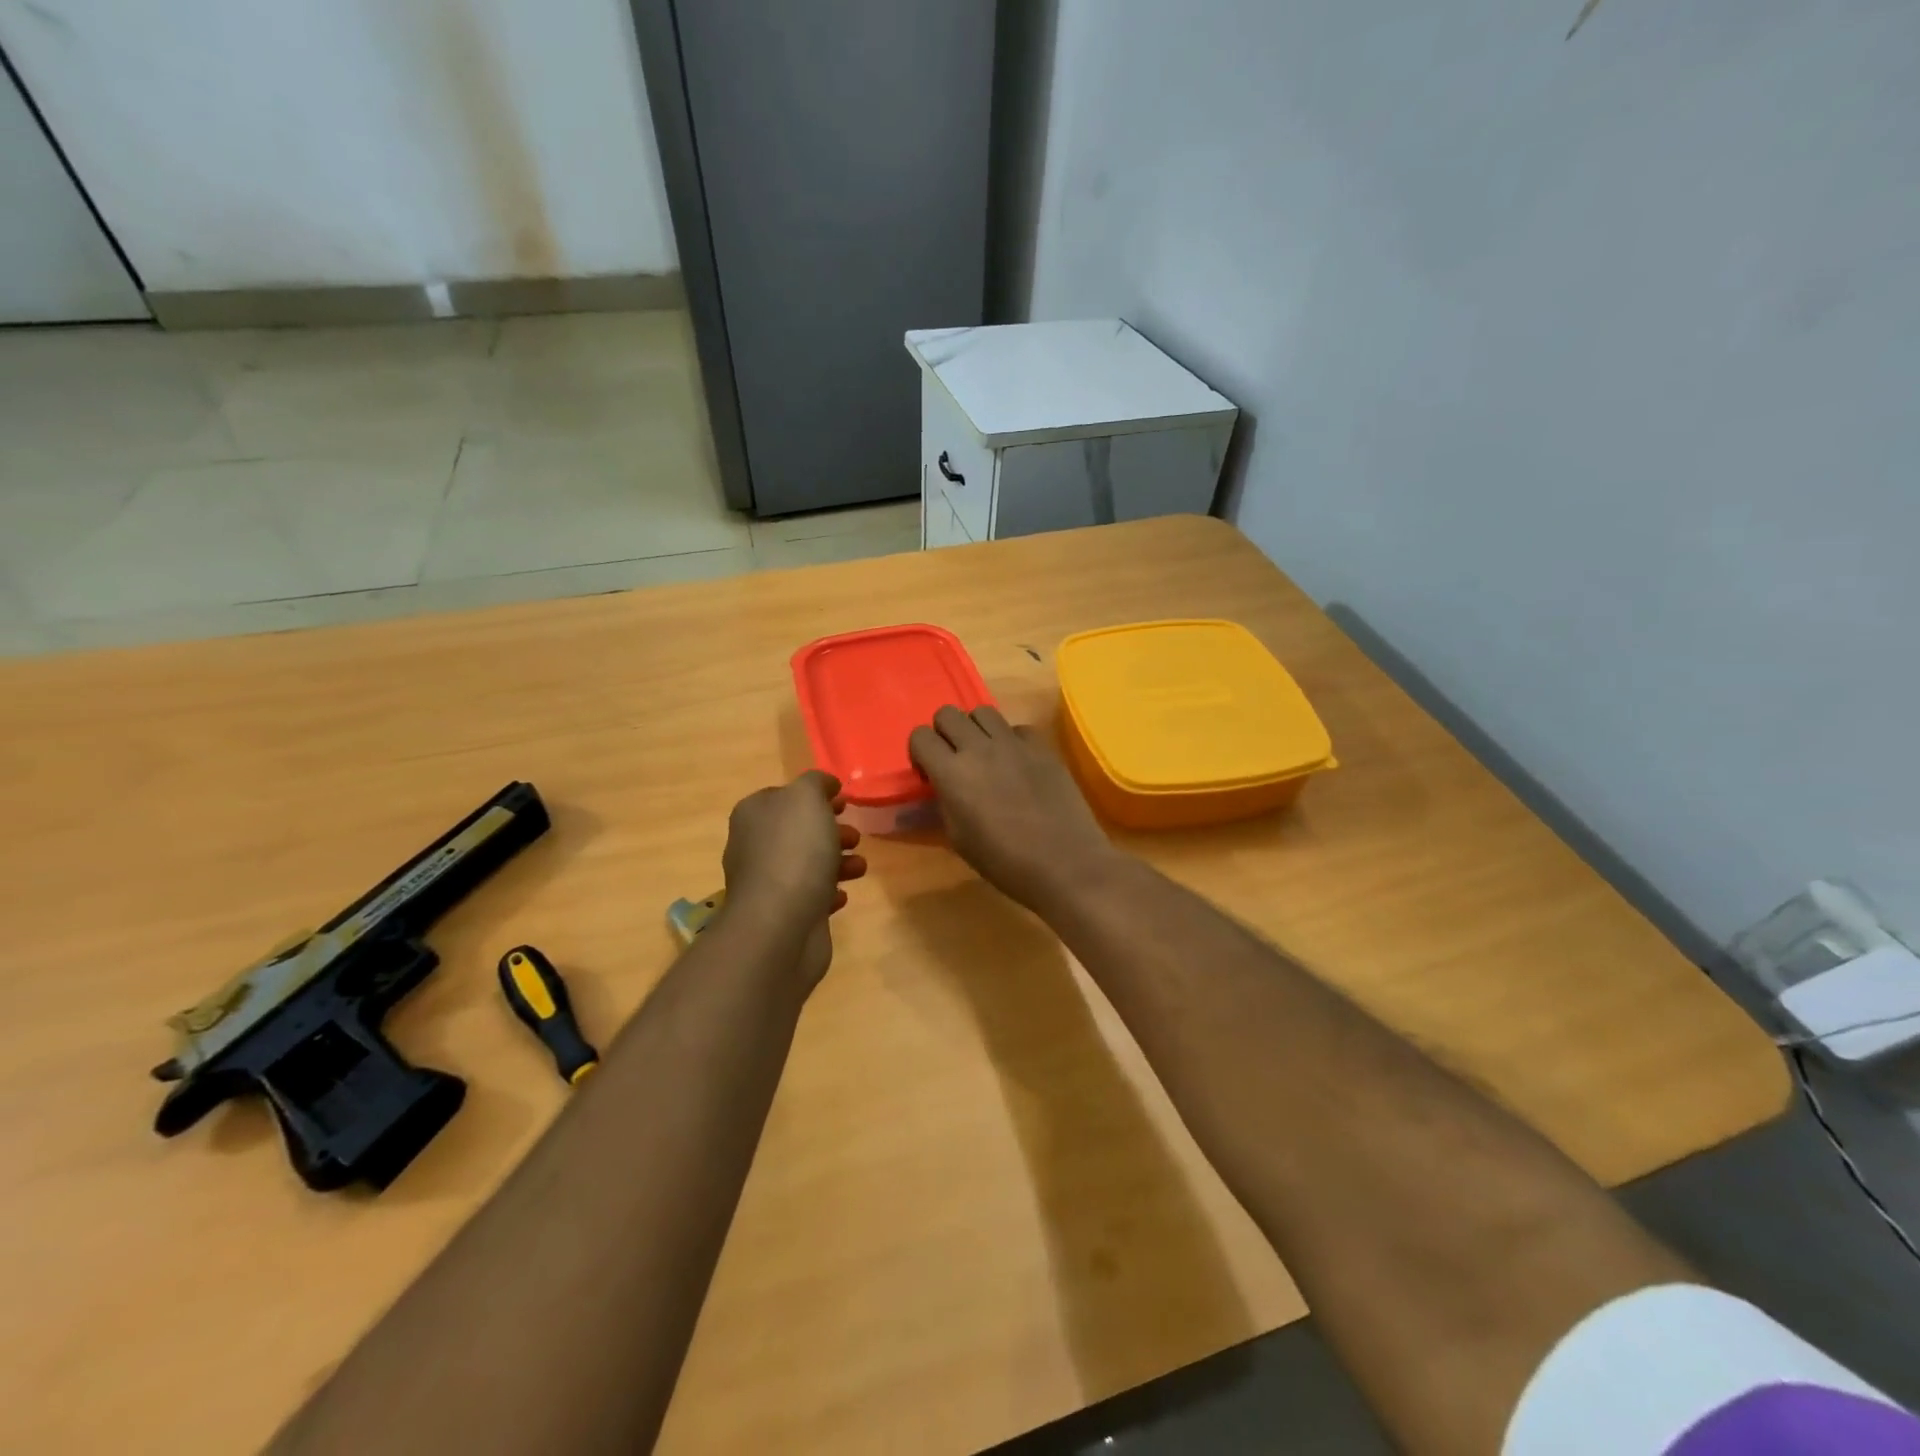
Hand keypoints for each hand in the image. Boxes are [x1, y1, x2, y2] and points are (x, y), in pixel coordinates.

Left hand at [721, 771, 866, 985]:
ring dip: (837, 862)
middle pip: (798, 831)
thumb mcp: (806, 798)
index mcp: (754, 814)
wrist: (780, 924)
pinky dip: (828, 893)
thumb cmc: (794, 851)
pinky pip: (809, 897)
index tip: (844, 802)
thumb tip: (824, 785)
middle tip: (855, 837)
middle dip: (830, 831)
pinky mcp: (782, 915)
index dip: (815, 796)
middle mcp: (754, 846)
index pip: (783, 796)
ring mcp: (766, 883)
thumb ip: (816, 783)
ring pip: (807, 864)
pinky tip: (842, 895)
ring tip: (859, 867)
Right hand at [908, 706, 1120, 912]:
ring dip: (976, 730)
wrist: (1065, 863)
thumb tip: (940, 787)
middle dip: (944, 733)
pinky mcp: (1042, 746)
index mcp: (952, 773)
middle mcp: (979, 748)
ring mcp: (1014, 743)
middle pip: (948, 714)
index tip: (929, 773)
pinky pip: (1017, 728)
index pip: (920, 736)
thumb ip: (943, 803)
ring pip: (983, 712)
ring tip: (985, 756)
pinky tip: (1017, 764)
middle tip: (954, 760)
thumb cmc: (1004, 862)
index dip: (920, 752)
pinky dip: (1011, 740)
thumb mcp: (959, 839)